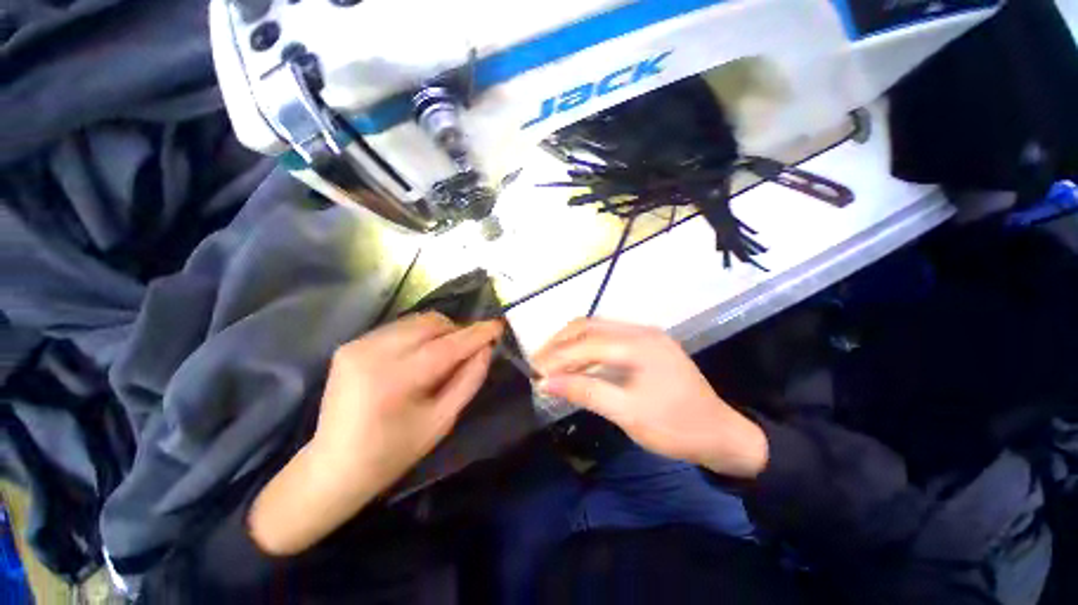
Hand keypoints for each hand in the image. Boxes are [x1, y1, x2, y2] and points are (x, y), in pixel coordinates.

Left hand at [249, 313, 503, 554]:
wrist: (333, 466)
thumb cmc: (394, 452)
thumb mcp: (442, 421)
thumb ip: (469, 380)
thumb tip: (486, 348)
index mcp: (394, 380)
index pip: (446, 346)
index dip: (476, 334)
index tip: (498, 325)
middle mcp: (372, 353)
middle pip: (431, 323)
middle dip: (457, 331)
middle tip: (468, 349)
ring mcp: (357, 345)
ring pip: (416, 321)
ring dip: (439, 332)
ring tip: (443, 355)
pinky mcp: (351, 344)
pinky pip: (399, 328)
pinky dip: (419, 336)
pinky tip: (418, 357)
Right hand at [532, 319, 767, 478]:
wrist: (721, 434)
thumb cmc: (676, 427)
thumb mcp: (628, 413)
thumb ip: (586, 392)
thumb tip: (546, 383)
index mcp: (640, 345)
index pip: (588, 343)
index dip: (559, 356)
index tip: (536, 373)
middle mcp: (641, 331)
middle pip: (590, 326)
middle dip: (560, 343)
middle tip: (539, 362)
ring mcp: (645, 335)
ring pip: (597, 330)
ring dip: (571, 344)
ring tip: (551, 362)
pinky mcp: (646, 344)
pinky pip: (608, 338)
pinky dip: (587, 348)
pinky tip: (576, 362)